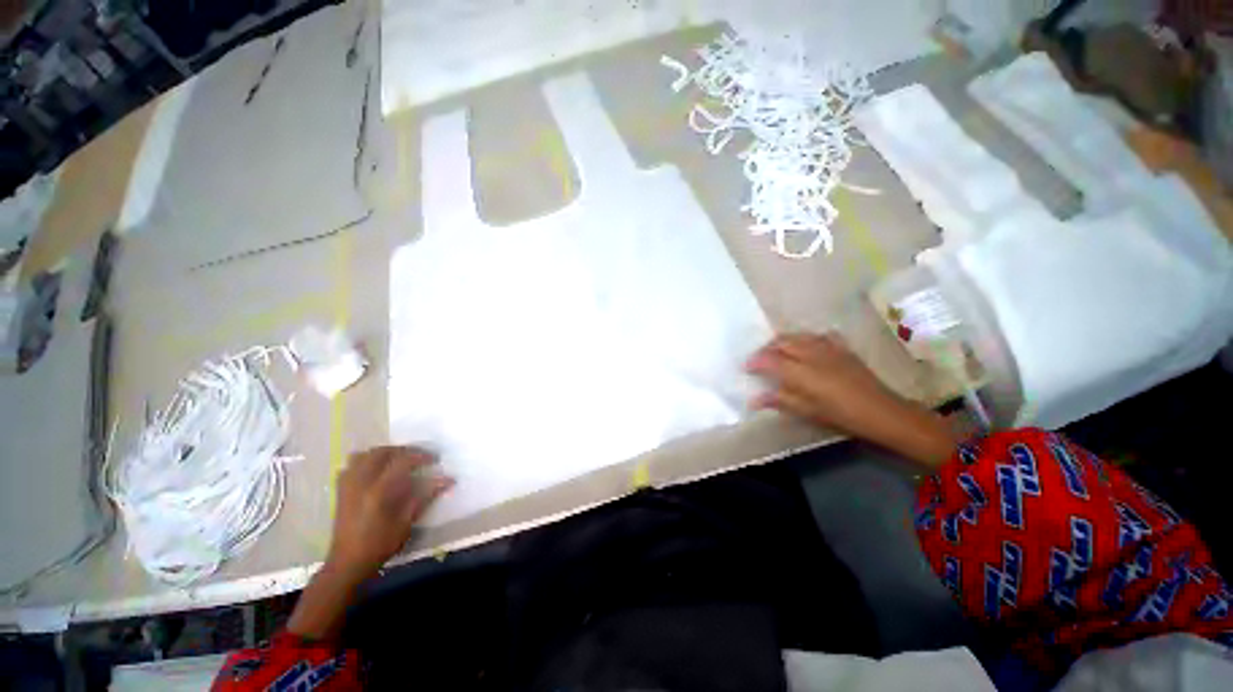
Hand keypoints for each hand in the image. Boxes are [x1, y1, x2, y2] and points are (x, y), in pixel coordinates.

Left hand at [327, 445, 453, 578]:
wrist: (348, 563)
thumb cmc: (381, 544)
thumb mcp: (408, 521)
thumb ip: (426, 496)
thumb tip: (449, 480)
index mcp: (379, 491)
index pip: (403, 461)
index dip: (421, 456)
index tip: (435, 459)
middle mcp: (361, 482)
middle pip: (382, 452)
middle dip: (403, 451)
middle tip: (418, 458)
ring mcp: (348, 485)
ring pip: (364, 455)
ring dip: (383, 453)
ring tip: (397, 461)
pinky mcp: (341, 491)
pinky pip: (351, 465)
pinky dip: (365, 462)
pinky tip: (376, 472)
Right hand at [746, 332, 959, 468]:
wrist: (881, 411)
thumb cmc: (841, 415)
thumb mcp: (807, 411)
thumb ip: (779, 400)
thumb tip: (754, 399)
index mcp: (800, 371)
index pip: (769, 360)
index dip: (755, 362)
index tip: (746, 367)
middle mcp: (811, 353)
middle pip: (781, 342)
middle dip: (766, 348)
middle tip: (760, 360)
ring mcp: (827, 347)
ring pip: (797, 336)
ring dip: (783, 342)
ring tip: (778, 352)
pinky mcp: (840, 347)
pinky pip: (816, 336)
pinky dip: (804, 339)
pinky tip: (805, 347)